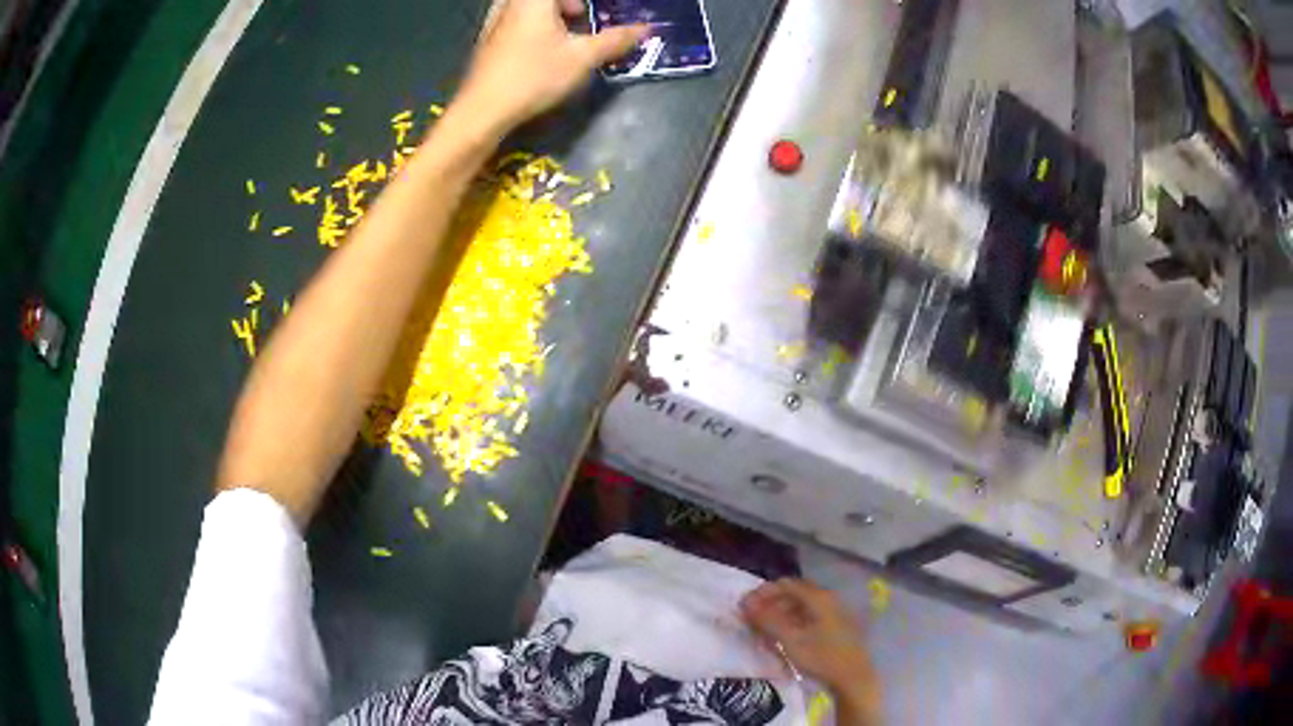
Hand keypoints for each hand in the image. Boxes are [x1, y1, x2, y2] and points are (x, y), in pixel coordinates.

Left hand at [454, 0, 648, 132]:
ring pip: (530, 7)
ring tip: (566, 35)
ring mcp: (494, 19)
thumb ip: (615, 39)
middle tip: (584, 19)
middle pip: (547, 0)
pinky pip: (517, 18)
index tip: (591, 19)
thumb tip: (645, 28)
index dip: (583, 5)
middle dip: (570, 7)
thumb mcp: (582, 58)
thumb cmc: (533, 76)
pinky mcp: (487, 38)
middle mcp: (511, 2)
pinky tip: (541, 48)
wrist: (482, 111)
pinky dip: (535, 24)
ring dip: (552, 14)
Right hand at [741, 579, 879, 720]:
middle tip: (752, 619)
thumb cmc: (821, 656)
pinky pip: (810, 617)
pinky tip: (785, 637)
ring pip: (802, 606)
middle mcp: (828, 599)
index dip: (763, 592)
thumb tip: (745, 602)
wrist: (853, 677)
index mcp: (818, 597)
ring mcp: (834, 612)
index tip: (745, 607)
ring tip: (765, 630)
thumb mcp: (790, 639)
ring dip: (781, 614)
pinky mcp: (836, 626)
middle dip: (771, 603)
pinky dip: (793, 622)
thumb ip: (767, 619)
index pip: (785, 584)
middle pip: (794, 594)